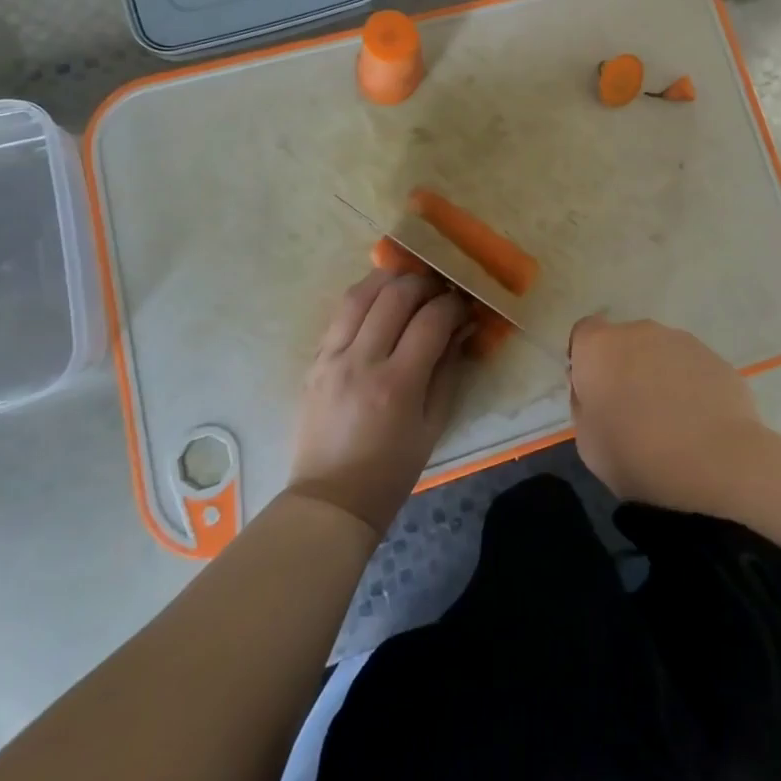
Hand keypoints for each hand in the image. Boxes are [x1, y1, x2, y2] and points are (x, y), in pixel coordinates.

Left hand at [287, 270, 471, 536]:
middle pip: (396, 295)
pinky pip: (341, 314)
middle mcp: (362, 362)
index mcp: (397, 384)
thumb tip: (461, 327)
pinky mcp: (315, 360)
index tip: (464, 306)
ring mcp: (332, 358)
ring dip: (390, 280)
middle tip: (440, 290)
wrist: (330, 500)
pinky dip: (365, 298)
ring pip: (361, 294)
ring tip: (409, 284)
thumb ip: (448, 370)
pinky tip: (380, 301)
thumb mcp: (433, 425)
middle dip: (425, 283)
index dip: (453, 304)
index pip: (432, 320)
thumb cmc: (391, 471)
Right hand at [568, 315, 768, 511]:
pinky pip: (691, 368)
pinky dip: (690, 387)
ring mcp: (681, 340)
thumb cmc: (638, 456)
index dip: (586, 360)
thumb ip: (584, 405)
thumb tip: (595, 390)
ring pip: (660, 353)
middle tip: (632, 412)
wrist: (717, 462)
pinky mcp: (715, 357)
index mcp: (600, 347)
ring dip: (658, 376)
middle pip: (624, 342)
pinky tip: (699, 424)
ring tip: (671, 422)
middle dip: (624, 367)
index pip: (584, 333)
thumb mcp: (588, 444)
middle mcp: (639, 331)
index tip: (594, 392)